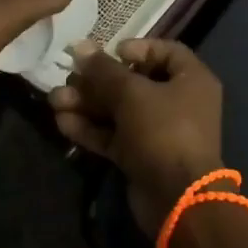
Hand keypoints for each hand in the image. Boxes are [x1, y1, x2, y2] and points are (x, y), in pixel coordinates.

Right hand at [49, 40, 225, 230]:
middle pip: (134, 82)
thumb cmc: (164, 131)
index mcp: (191, 79)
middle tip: (68, 77)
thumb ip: (104, 71)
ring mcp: (160, 132)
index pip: (166, 52)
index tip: (112, 51)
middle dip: (98, 81)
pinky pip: (115, 135)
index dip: (138, 47)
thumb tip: (80, 47)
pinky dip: (91, 128)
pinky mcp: (141, 156)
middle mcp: (179, 102)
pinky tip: (62, 122)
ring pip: (119, 110)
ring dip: (88, 104)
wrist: (178, 200)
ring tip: (55, 100)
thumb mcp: (133, 94)